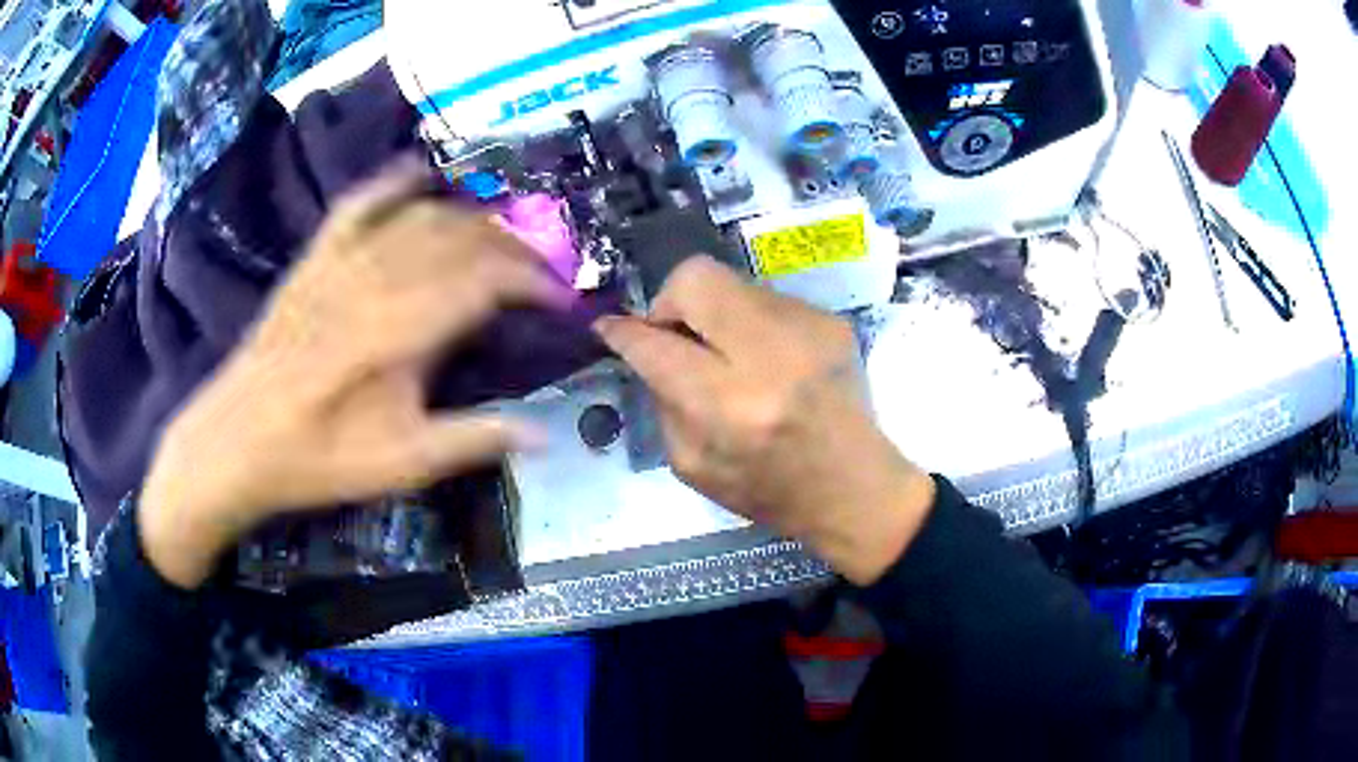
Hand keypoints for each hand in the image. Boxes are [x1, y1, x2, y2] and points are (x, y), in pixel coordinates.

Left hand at [140, 161, 571, 588]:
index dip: (534, 284)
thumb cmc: (317, 458)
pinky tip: (421, 172)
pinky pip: (360, 203)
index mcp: (400, 330)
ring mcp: (343, 260)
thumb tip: (545, 434)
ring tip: (501, 237)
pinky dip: (394, 182)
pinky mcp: (316, 257)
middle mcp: (377, 278)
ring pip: (422, 215)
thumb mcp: (398, 465)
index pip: (486, 282)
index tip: (562, 303)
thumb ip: (472, 440)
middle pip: (462, 238)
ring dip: (471, 218)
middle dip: (514, 249)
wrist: (237, 440)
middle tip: (542, 273)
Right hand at [594, 257, 935, 584]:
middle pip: (696, 279)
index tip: (609, 327)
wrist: (856, 488)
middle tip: (675, 335)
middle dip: (669, 301)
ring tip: (729, 355)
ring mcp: (808, 329)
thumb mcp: (693, 466)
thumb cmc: (769, 491)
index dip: (624, 331)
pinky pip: (767, 299)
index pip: (656, 344)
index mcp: (728, 405)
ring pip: (732, 283)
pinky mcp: (831, 320)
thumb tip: (644, 346)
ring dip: (714, 314)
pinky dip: (751, 322)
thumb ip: (663, 400)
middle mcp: (769, 355)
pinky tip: (767, 360)